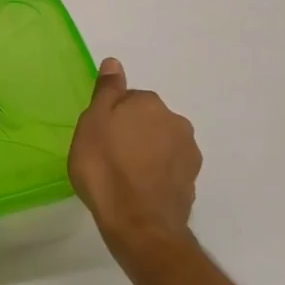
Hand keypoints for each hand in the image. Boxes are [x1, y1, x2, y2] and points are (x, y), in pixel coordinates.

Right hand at [69, 58, 201, 244]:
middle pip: (148, 120)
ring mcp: (188, 152)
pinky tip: (140, 190)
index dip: (111, 117)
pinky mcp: (192, 181)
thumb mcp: (93, 123)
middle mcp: (176, 121)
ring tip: (125, 177)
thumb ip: (107, 91)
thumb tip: (114, 62)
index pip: (128, 100)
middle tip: (109, 156)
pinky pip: (169, 169)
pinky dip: (157, 174)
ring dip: (147, 153)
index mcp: (149, 103)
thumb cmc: (105, 168)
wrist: (138, 222)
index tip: (99, 137)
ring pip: (161, 144)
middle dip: (133, 133)